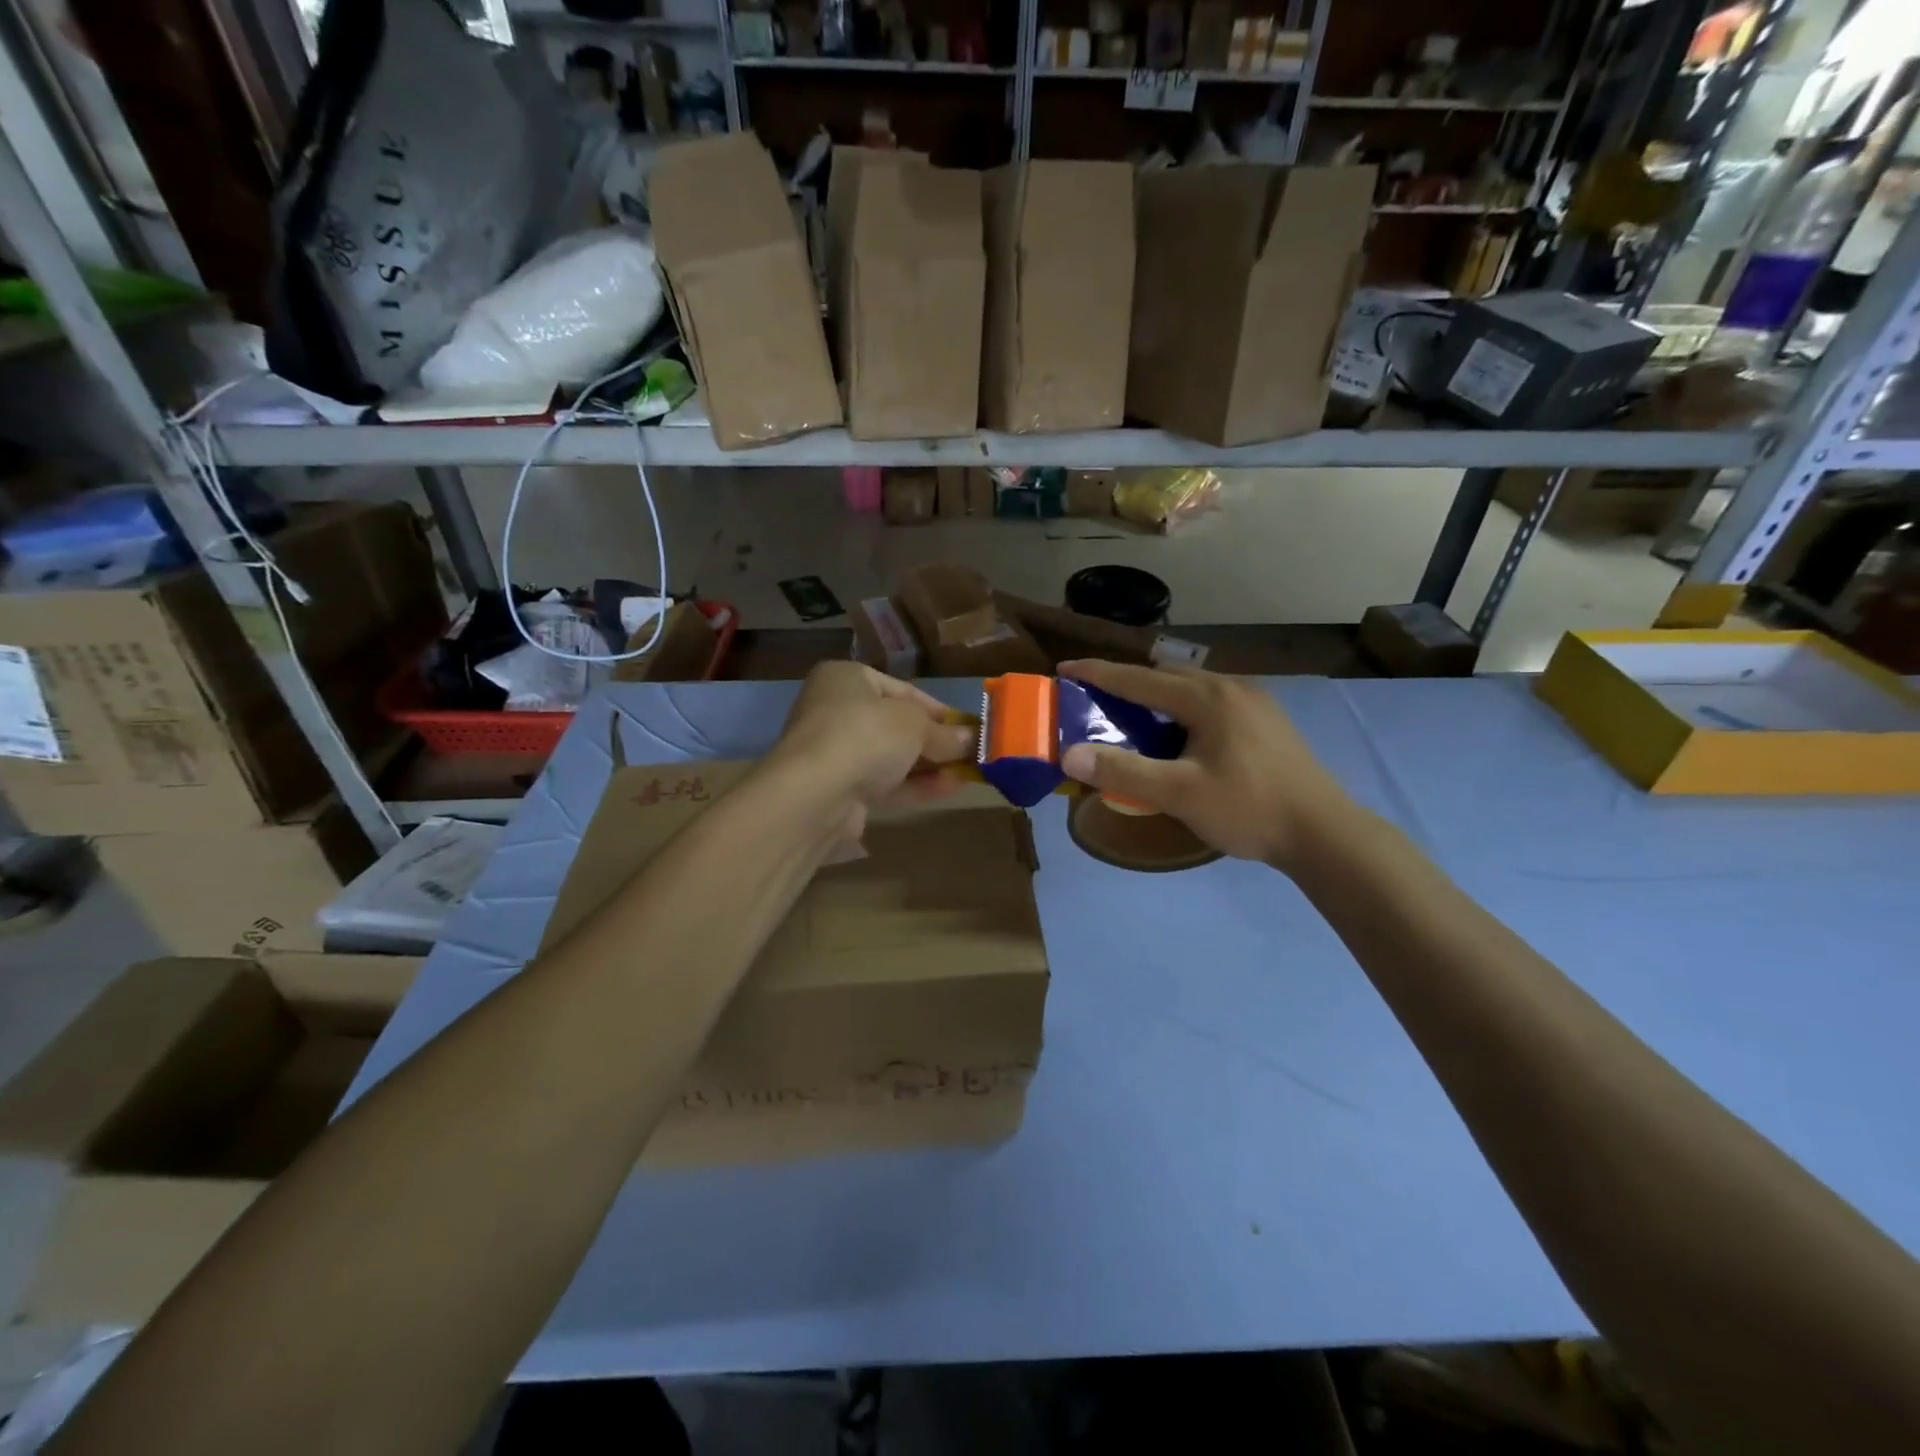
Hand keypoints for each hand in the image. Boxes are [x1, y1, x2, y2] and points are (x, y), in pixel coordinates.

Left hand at [764, 662, 974, 817]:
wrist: (816, 793)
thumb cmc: (866, 734)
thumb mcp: (915, 725)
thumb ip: (945, 733)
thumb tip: (972, 739)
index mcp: (846, 679)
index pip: (902, 690)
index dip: (939, 710)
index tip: (968, 727)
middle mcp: (836, 711)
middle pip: (896, 725)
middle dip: (936, 741)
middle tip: (971, 752)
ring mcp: (836, 753)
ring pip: (892, 757)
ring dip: (930, 765)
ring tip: (970, 773)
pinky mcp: (840, 790)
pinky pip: (885, 783)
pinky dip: (916, 785)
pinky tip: (952, 789)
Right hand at [1057, 659, 1354, 870]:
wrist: (1324, 832)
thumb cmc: (1248, 809)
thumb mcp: (1179, 794)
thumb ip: (1123, 771)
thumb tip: (1069, 754)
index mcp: (1207, 697)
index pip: (1139, 678)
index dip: (1097, 674)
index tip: (1063, 669)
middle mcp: (1230, 687)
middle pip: (1167, 676)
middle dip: (1127, 683)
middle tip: (1096, 702)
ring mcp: (1254, 702)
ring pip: (1192, 689)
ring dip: (1158, 697)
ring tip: (1134, 719)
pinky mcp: (1267, 721)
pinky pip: (1211, 703)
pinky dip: (1183, 710)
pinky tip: (1182, 738)